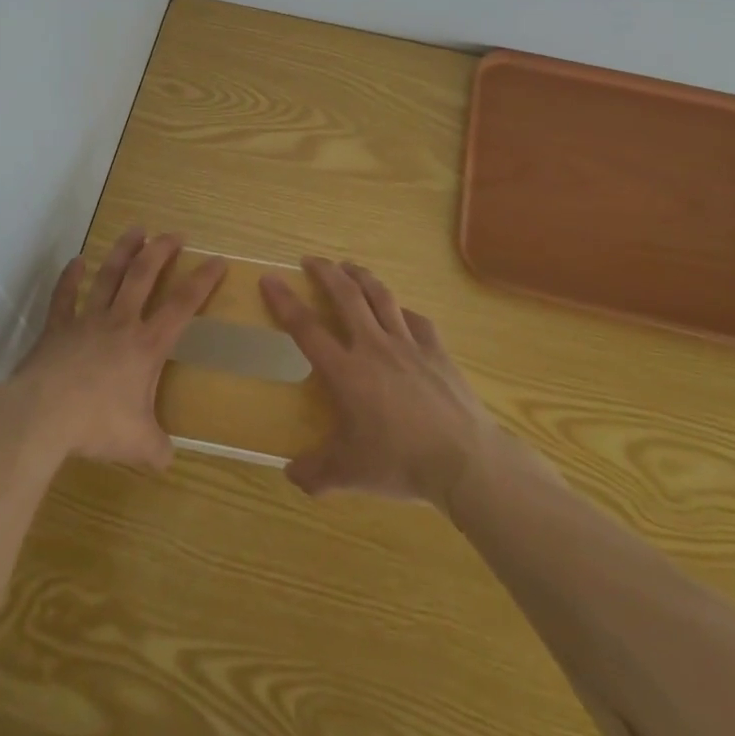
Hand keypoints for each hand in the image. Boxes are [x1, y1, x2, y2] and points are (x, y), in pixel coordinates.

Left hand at [8, 229, 225, 469]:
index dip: (202, 281)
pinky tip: (77, 261)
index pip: (183, 305)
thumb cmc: (97, 424)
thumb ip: (157, 449)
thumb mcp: (138, 444)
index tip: (217, 260)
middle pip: (144, 276)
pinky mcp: (57, 327)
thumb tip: (167, 460)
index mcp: (146, 345)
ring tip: (136, 230)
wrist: (43, 414)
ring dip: (123, 251)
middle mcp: (120, 323)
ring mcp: (86, 320)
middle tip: (174, 234)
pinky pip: (65, 295)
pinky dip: (71, 276)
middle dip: (161, 251)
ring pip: (109, 275)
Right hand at [262, 258, 514, 505]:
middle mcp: (373, 347)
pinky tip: (399, 311)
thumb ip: (316, 473)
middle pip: (346, 296)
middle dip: (325, 272)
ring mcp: (408, 345)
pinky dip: (402, 311)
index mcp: (346, 371)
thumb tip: (290, 475)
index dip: (284, 302)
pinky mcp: (437, 351)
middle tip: (311, 260)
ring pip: (381, 297)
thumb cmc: (400, 462)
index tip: (270, 278)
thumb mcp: (350, 474)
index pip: (306, 328)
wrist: (464, 460)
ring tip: (349, 267)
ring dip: (362, 277)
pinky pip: (416, 320)